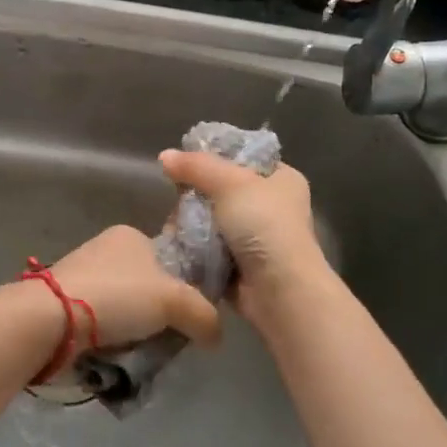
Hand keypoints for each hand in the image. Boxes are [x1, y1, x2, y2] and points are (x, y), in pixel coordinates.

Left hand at [46, 225, 222, 356]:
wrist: (51, 318)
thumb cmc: (117, 296)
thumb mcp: (174, 301)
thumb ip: (204, 315)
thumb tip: (216, 337)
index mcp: (130, 235)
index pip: (169, 260)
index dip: (183, 288)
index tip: (188, 317)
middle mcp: (105, 248)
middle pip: (147, 286)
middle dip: (158, 314)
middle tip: (166, 339)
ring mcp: (82, 274)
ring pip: (124, 307)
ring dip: (134, 329)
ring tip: (140, 353)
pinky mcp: (64, 302)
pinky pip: (100, 321)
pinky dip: (110, 337)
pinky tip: (114, 354)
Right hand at [156, 151, 328, 320]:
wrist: (280, 290)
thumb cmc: (264, 226)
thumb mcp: (230, 183)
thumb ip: (196, 166)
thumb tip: (164, 156)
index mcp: (281, 179)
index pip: (243, 157)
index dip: (214, 156)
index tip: (185, 163)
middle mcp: (272, 206)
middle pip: (222, 190)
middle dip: (196, 196)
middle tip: (177, 198)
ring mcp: (256, 237)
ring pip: (212, 220)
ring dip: (192, 223)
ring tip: (174, 224)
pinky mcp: (241, 265)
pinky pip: (209, 248)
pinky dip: (195, 247)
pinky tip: (179, 243)